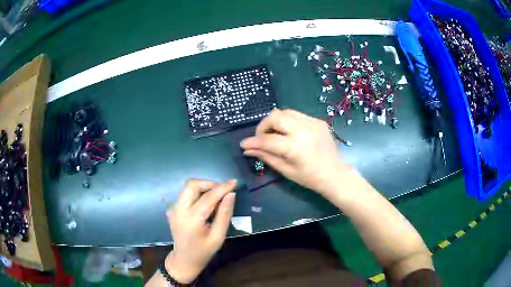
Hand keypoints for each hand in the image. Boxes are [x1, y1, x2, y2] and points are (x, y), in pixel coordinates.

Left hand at [165, 179, 235, 282]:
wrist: (184, 259)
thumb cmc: (203, 252)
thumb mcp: (218, 237)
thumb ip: (224, 215)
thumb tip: (231, 195)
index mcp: (192, 219)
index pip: (208, 197)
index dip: (222, 188)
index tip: (234, 182)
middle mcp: (179, 210)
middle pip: (192, 185)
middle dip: (209, 183)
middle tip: (223, 191)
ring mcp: (173, 209)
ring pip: (188, 187)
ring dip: (203, 187)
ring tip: (216, 196)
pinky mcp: (173, 209)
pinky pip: (186, 195)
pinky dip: (197, 194)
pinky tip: (205, 204)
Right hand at [241, 109, 351, 194]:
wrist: (334, 174)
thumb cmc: (309, 177)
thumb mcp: (286, 170)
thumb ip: (266, 157)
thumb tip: (248, 150)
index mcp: (295, 147)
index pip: (267, 140)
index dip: (253, 141)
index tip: (244, 144)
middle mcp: (304, 130)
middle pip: (275, 117)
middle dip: (264, 126)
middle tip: (262, 137)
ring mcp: (313, 123)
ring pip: (285, 112)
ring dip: (276, 121)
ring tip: (275, 134)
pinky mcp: (318, 121)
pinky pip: (297, 115)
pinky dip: (288, 122)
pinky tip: (290, 133)